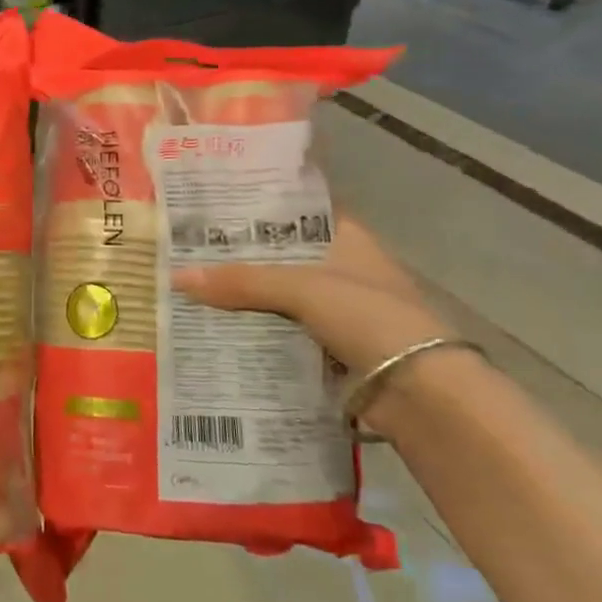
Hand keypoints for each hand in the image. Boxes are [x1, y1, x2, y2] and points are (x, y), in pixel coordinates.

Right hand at [171, 216, 448, 377]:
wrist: (424, 394)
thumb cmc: (371, 318)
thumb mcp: (303, 289)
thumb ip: (242, 281)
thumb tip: (176, 276)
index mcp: (348, 238)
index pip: (296, 211)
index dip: (258, 208)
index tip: (212, 208)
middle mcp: (344, 269)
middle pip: (282, 257)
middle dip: (240, 258)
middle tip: (187, 252)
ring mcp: (340, 312)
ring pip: (280, 298)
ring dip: (245, 300)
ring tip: (191, 290)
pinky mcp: (333, 350)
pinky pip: (284, 334)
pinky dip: (257, 334)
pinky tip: (218, 332)